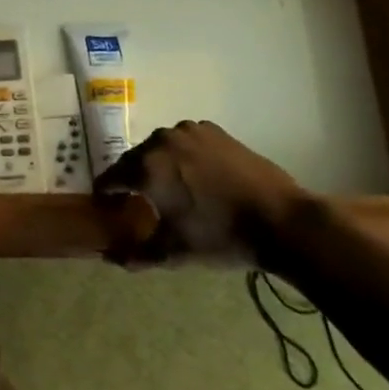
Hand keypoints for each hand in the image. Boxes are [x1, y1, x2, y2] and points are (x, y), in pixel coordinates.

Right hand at [94, 120, 303, 265]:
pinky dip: (183, 155)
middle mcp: (162, 141)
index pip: (112, 177)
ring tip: (169, 187)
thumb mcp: (175, 252)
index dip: (107, 192)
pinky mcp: (214, 131)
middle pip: (135, 159)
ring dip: (159, 164)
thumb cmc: (221, 236)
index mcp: (146, 167)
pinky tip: (196, 174)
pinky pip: (186, 141)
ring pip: (161, 147)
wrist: (281, 219)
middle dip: (133, 177)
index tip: (107, 204)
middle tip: (138, 199)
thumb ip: (138, 255)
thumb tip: (111, 259)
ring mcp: (190, 131)